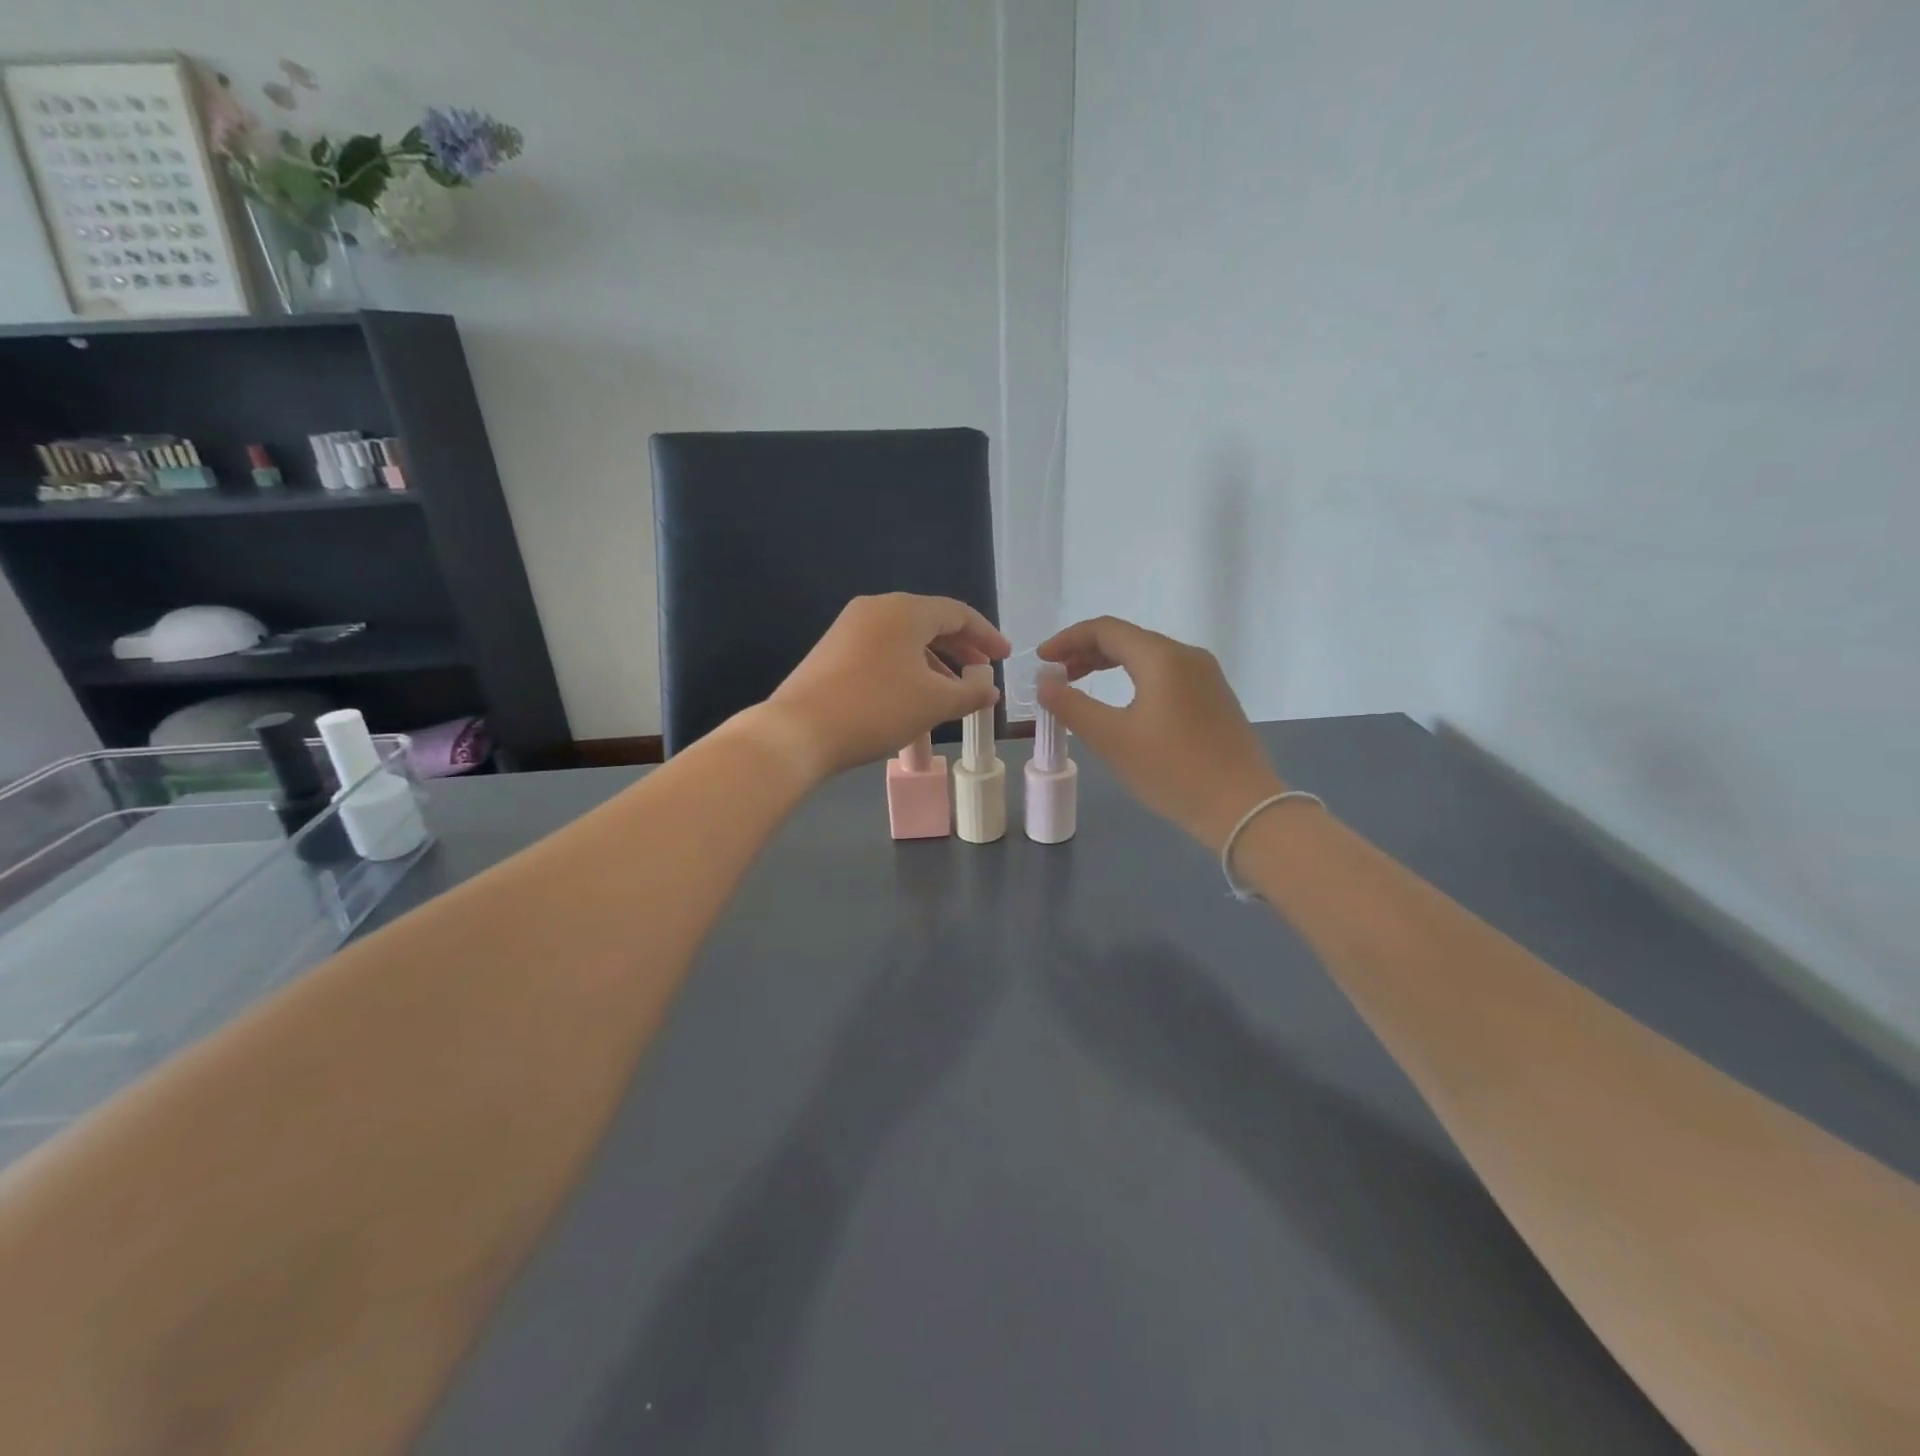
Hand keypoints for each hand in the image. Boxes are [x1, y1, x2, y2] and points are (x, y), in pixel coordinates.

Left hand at [758, 593, 1008, 778]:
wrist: (799, 731)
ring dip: (934, 664)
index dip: (986, 635)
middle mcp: (876, 609)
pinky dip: (907, 670)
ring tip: (951, 693)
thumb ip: (970, 693)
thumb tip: (990, 690)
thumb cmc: (877, 708)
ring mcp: (850, 629)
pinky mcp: (833, 651)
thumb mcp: (934, 703)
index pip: (958, 613)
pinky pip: (883, 653)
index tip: (1004, 657)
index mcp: (905, 610)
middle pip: (930, 623)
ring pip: (905, 641)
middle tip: (982, 672)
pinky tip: (914, 698)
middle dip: (960, 649)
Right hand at [1036, 616, 1284, 850]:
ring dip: (1109, 665)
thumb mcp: (1112, 739)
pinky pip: (1166, 674)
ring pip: (1147, 656)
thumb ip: (1071, 706)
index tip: (1041, 660)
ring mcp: (1206, 676)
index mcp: (1162, 657)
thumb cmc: (1172, 771)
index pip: (1105, 630)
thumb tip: (1045, 682)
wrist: (1242, 807)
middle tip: (1056, 676)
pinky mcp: (1214, 698)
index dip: (1068, 639)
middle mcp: (1187, 655)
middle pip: (1128, 639)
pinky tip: (1122, 704)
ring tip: (1080, 686)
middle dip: (1086, 652)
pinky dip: (1134, 678)